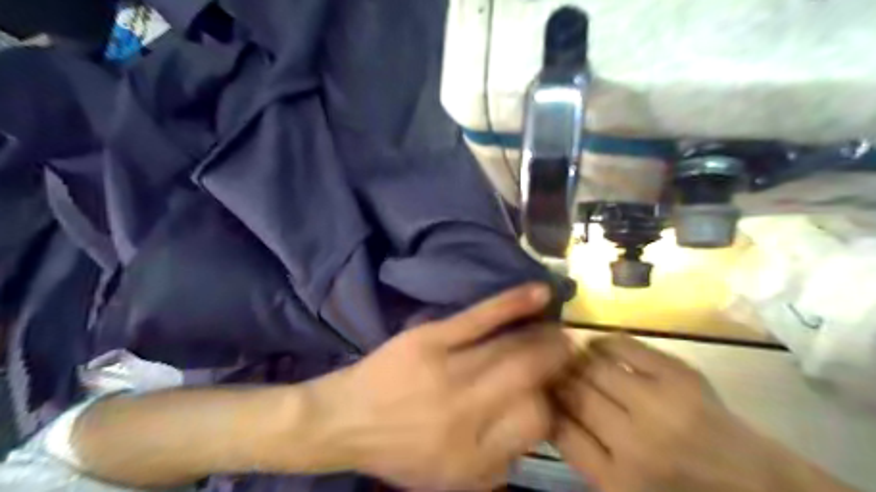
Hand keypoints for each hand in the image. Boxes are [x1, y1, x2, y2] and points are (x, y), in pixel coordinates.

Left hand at [309, 282, 576, 490]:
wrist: (346, 420)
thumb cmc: (400, 452)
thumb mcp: (452, 479)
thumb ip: (502, 461)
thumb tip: (540, 424)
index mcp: (472, 453)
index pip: (535, 420)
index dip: (550, 403)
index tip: (551, 391)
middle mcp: (465, 411)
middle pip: (530, 376)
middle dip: (558, 359)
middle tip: (569, 349)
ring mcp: (448, 369)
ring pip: (512, 345)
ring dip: (543, 335)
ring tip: (558, 330)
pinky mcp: (431, 337)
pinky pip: (481, 317)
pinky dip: (513, 303)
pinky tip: (539, 293)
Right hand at [553, 335, 856, 491]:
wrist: (756, 486)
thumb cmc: (676, 488)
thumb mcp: (621, 490)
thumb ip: (582, 454)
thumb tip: (547, 407)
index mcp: (615, 480)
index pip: (557, 427)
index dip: (541, 402)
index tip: (535, 389)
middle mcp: (633, 441)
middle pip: (573, 392)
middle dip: (554, 376)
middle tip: (546, 366)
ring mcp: (658, 403)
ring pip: (593, 365)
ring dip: (574, 357)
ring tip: (568, 354)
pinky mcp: (679, 375)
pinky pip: (624, 345)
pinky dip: (603, 341)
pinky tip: (597, 346)